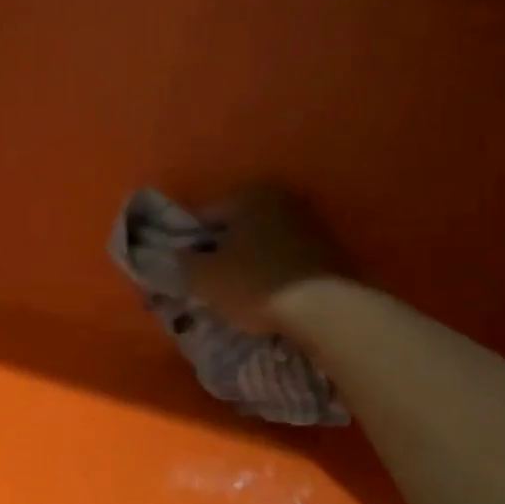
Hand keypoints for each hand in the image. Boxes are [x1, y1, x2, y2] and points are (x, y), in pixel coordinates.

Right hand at [180, 182, 345, 330]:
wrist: (320, 309)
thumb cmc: (253, 284)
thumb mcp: (202, 277)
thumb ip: (182, 261)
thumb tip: (178, 256)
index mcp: (248, 194)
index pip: (202, 217)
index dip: (186, 245)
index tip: (181, 271)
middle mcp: (281, 198)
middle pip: (234, 229)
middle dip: (218, 253)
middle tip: (206, 285)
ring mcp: (308, 222)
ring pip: (259, 244)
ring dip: (245, 263)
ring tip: (235, 294)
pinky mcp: (326, 249)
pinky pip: (282, 259)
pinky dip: (269, 272)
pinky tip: (263, 295)